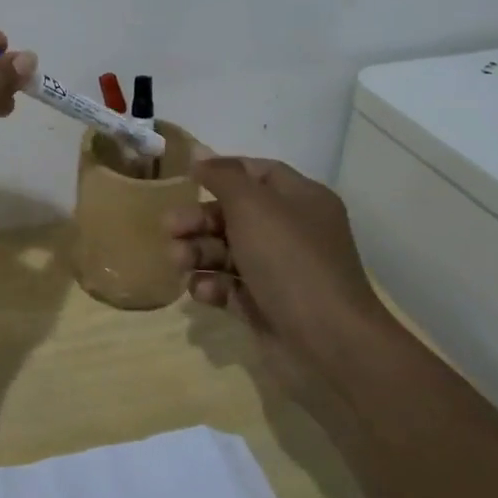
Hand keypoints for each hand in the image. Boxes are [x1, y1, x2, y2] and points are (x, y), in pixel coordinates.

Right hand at [166, 156, 388, 396]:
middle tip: (168, 227)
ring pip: (227, 251)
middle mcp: (292, 231)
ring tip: (177, 261)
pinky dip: (212, 286)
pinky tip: (201, 292)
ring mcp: (279, 271)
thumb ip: (222, 176)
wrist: (329, 344)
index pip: (257, 172)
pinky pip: (230, 286)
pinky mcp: (266, 305)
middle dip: (198, 218)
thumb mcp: (252, 206)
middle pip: (234, 213)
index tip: (188, 177)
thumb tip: (199, 153)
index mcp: (301, 199)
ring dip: (197, 252)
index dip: (222, 172)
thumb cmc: (290, 261)